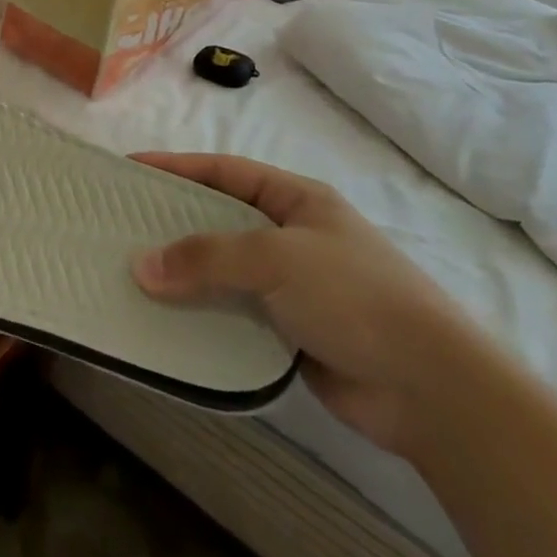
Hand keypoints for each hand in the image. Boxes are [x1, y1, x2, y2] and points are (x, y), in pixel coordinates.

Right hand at [130, 153, 478, 455]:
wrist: (434, 391)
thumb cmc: (354, 295)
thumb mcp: (275, 258)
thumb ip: (206, 257)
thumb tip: (140, 266)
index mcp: (296, 199)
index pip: (223, 171)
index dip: (176, 166)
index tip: (130, 167)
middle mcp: (293, 236)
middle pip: (220, 219)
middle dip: (173, 222)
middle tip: (122, 223)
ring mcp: (294, 285)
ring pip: (224, 270)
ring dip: (186, 273)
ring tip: (134, 273)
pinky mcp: (292, 331)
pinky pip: (235, 313)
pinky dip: (204, 313)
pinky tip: (169, 318)